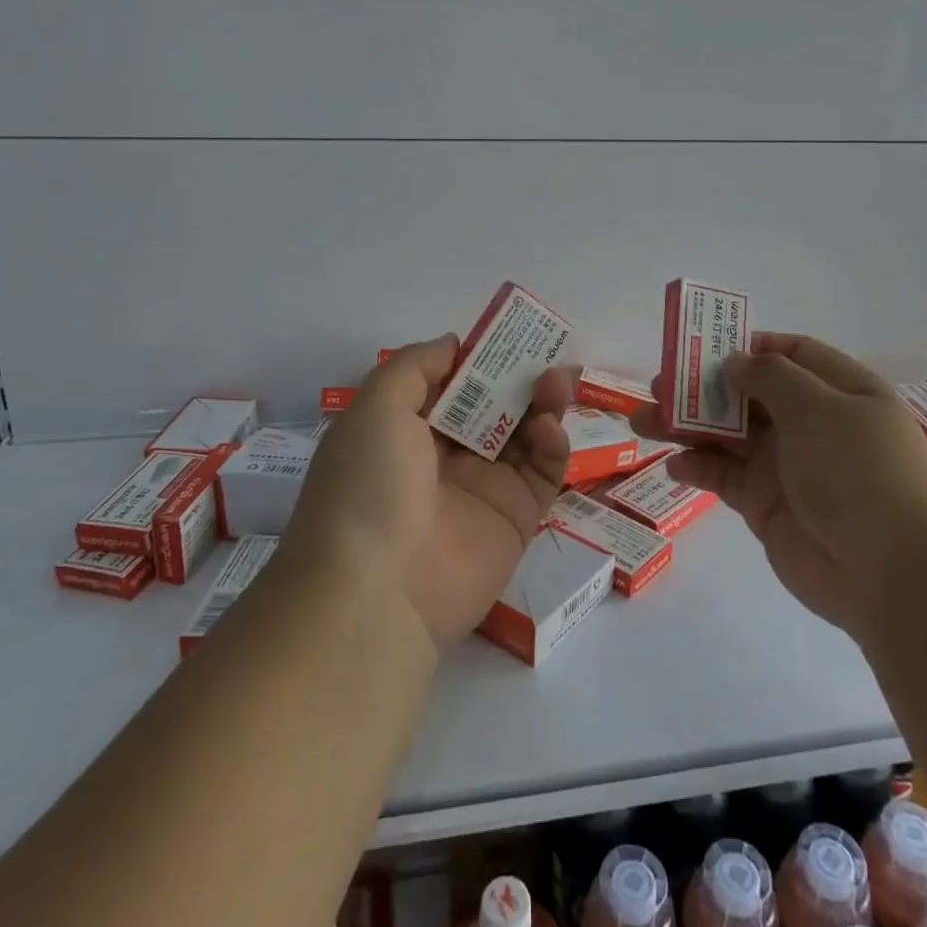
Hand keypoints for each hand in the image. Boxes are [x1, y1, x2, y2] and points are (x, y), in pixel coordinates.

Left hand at [285, 335, 572, 648]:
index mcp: (406, 429)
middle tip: (545, 352)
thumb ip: (416, 366)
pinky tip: (547, 427)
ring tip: (557, 381)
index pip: (450, 384)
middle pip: (493, 406)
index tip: (506, 333)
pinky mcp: (516, 517)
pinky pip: (543, 472)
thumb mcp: (376, 407)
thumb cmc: (369, 484)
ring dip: (542, 402)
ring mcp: (482, 487)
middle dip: (518, 377)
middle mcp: (444, 456)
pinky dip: (552, 445)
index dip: (477, 358)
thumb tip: (453, 343)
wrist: (378, 592)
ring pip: (524, 434)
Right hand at [632, 333, 926, 630]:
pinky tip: (674, 466)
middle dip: (703, 387)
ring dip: (687, 426)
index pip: (791, 354)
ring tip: (643, 423)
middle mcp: (812, 424)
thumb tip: (735, 362)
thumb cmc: (860, 473)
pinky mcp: (765, 505)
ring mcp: (786, 466)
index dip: (749, 346)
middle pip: (748, 393)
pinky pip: (723, 476)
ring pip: (727, 434)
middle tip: (658, 385)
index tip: (704, 346)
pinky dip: (697, 467)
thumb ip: (771, 378)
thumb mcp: (820, 409)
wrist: (892, 575)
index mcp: (839, 392)